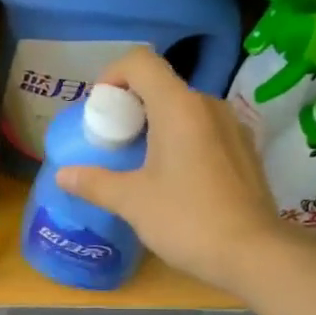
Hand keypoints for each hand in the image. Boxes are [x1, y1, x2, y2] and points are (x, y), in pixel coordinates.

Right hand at [56, 48, 285, 294]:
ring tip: (141, 165)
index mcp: (179, 106)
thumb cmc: (187, 220)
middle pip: (161, 86)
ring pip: (185, 110)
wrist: (252, 253)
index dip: (112, 75)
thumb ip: (95, 183)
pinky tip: (175, 182)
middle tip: (113, 145)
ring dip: (157, 126)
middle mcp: (209, 105)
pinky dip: (182, 142)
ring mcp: (232, 127)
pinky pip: (205, 131)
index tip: (99, 111)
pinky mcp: (245, 151)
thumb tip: (62, 174)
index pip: (140, 61)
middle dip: (131, 107)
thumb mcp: (132, 202)